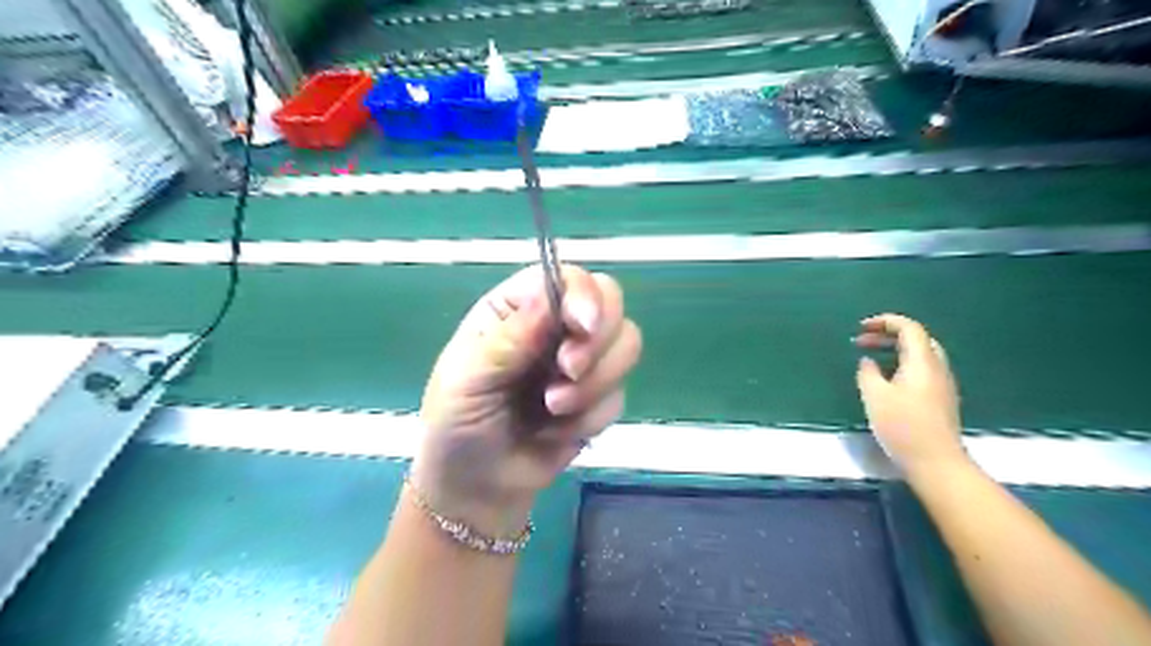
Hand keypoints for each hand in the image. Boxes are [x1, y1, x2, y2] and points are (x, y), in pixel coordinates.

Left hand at [412, 262, 639, 534]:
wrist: (477, 486)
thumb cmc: (458, 424)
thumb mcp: (468, 379)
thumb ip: (509, 339)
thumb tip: (551, 298)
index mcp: (518, 308)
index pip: (567, 278)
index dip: (584, 296)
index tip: (583, 327)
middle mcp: (555, 326)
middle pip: (611, 302)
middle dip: (597, 341)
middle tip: (567, 372)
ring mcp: (582, 361)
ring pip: (627, 345)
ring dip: (595, 384)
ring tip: (552, 409)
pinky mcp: (599, 397)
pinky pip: (620, 395)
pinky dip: (591, 418)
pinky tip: (556, 432)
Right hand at [852, 314, 968, 478]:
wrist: (936, 462)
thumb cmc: (903, 426)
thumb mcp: (875, 396)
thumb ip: (867, 373)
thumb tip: (867, 361)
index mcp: (922, 362)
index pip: (909, 328)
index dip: (885, 322)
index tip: (861, 327)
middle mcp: (937, 368)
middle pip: (917, 339)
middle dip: (888, 334)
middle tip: (862, 341)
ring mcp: (942, 384)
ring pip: (920, 354)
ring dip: (895, 350)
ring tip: (871, 358)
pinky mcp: (941, 399)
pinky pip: (922, 370)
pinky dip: (902, 364)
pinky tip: (887, 379)